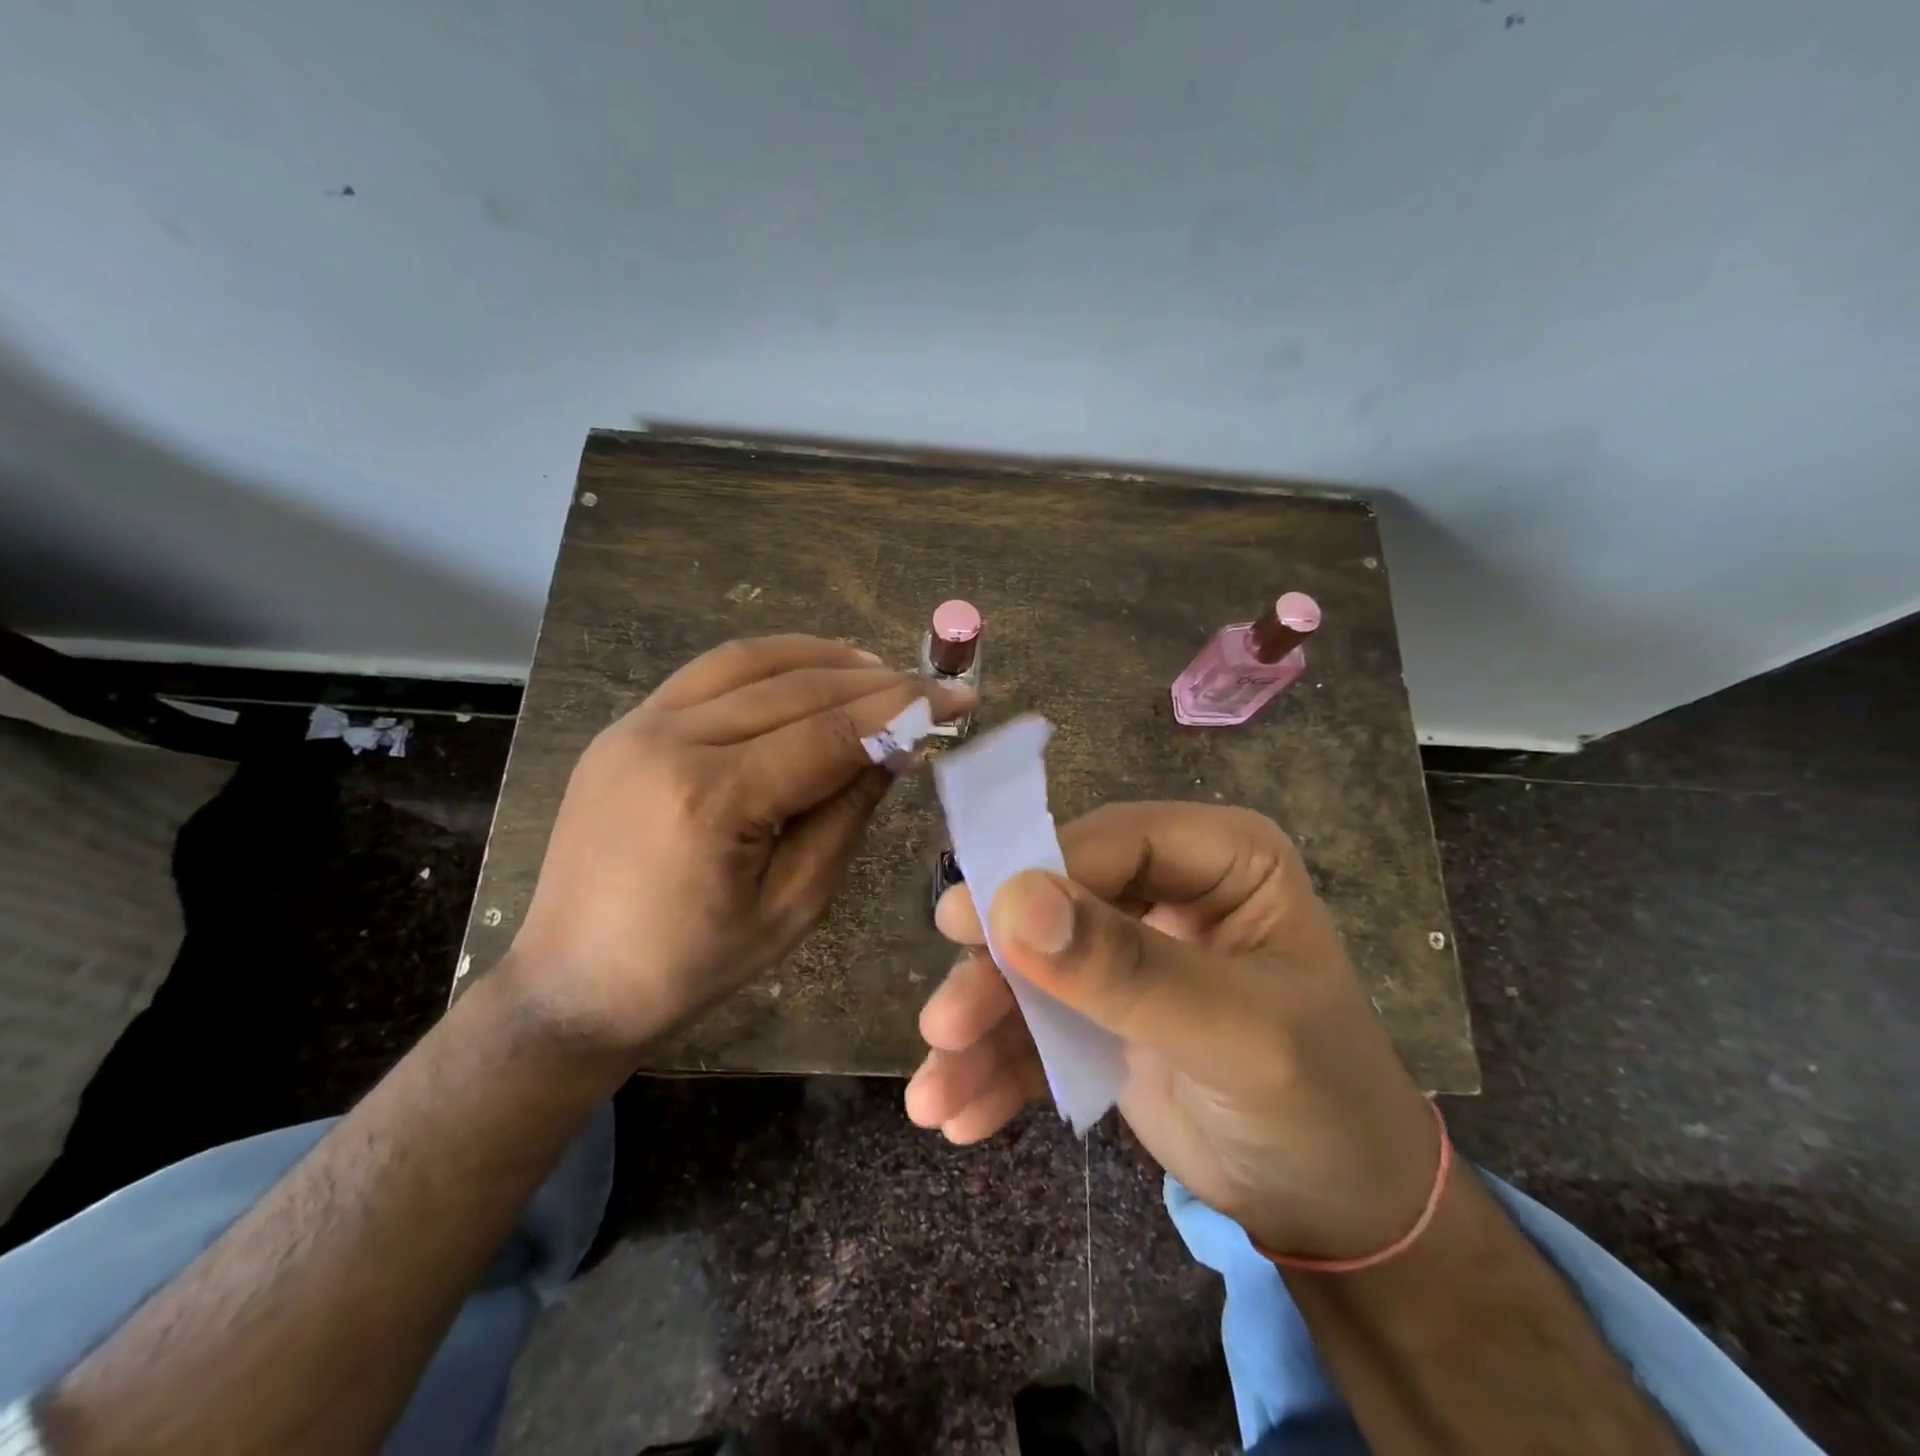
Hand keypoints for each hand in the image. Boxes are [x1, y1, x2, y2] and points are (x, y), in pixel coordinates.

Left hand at [505, 634, 974, 1056]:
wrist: (571, 982)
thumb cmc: (692, 966)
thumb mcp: (793, 907)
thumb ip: (846, 815)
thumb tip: (897, 746)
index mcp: (713, 801)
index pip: (830, 733)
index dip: (902, 710)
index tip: (956, 698)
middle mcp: (670, 742)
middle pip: (796, 688)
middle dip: (875, 683)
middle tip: (930, 685)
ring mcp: (638, 725)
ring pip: (750, 661)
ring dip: (824, 658)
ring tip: (878, 669)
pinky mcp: (626, 726)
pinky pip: (709, 674)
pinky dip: (770, 663)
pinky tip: (808, 672)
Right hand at [908, 801, 1439, 1260]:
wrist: (1339, 1215)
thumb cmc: (1319, 1104)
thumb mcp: (1233, 1033)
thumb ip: (1126, 968)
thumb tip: (1012, 903)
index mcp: (1220, 857)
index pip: (1111, 841)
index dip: (1035, 875)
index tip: (965, 925)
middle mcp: (1165, 888)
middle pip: (1055, 900)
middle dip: (996, 966)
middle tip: (943, 1019)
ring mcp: (1127, 949)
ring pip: (1030, 964)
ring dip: (981, 1024)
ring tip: (936, 1091)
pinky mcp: (1099, 1009)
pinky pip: (1035, 1020)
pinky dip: (995, 1064)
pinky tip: (960, 1111)